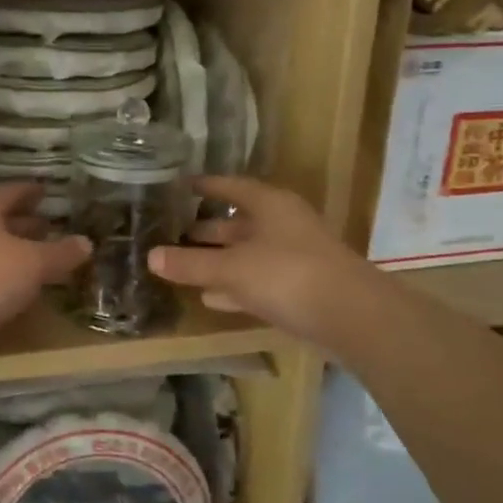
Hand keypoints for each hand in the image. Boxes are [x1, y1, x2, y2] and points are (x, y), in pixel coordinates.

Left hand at [0, 184, 90, 335]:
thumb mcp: (34, 263)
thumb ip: (61, 253)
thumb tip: (86, 243)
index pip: (13, 192)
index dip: (32, 192)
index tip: (46, 191)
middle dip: (23, 223)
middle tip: (47, 226)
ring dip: (12, 249)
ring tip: (37, 257)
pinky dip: (0, 272)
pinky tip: (16, 285)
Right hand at [147, 176, 364, 343]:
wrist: (351, 316)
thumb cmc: (287, 275)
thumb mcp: (230, 268)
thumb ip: (190, 263)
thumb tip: (150, 256)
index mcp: (270, 205)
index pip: (231, 186)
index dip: (205, 186)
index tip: (179, 186)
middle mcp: (282, 225)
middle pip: (238, 222)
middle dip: (206, 229)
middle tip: (171, 232)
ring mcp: (293, 257)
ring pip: (246, 253)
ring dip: (218, 260)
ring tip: (182, 265)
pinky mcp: (299, 288)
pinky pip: (257, 280)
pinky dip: (234, 286)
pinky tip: (211, 297)